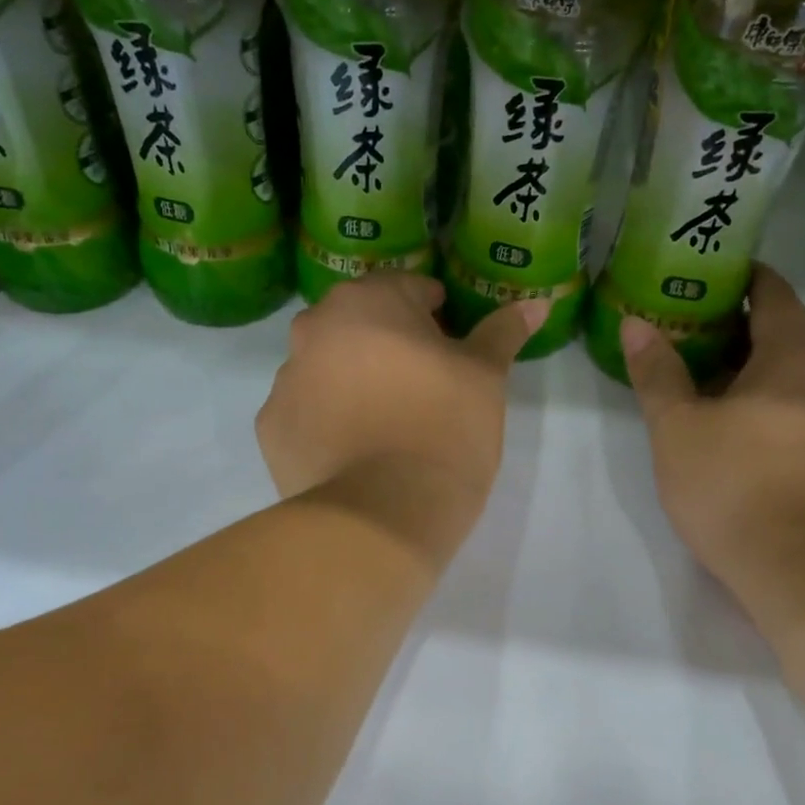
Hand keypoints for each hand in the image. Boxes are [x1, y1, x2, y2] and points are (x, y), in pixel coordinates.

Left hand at [257, 275, 546, 554]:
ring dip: (354, 380)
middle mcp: (313, 328)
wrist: (383, 515)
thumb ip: (503, 332)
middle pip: (361, 324)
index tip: (453, 349)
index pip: (409, 289)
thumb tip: (535, 303)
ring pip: (329, 366)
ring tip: (388, 425)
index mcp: (367, 301)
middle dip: (391, 344)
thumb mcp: (485, 378)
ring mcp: (284, 379)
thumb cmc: (444, 430)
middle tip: (424, 387)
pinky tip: (355, 450)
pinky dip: (328, 420)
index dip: (437, 316)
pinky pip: (307, 410)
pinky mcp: (270, 428)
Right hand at [622, 264, 804, 584]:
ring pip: (795, 378)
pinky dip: (770, 405)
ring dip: (754, 371)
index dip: (744, 278)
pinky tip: (737, 430)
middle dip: (739, 328)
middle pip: (785, 335)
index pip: (774, 294)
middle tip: (687, 332)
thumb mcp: (678, 427)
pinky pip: (803, 411)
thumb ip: (658, 373)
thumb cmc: (734, 485)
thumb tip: (637, 324)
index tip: (707, 276)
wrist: (804, 570)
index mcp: (794, 357)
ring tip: (705, 381)